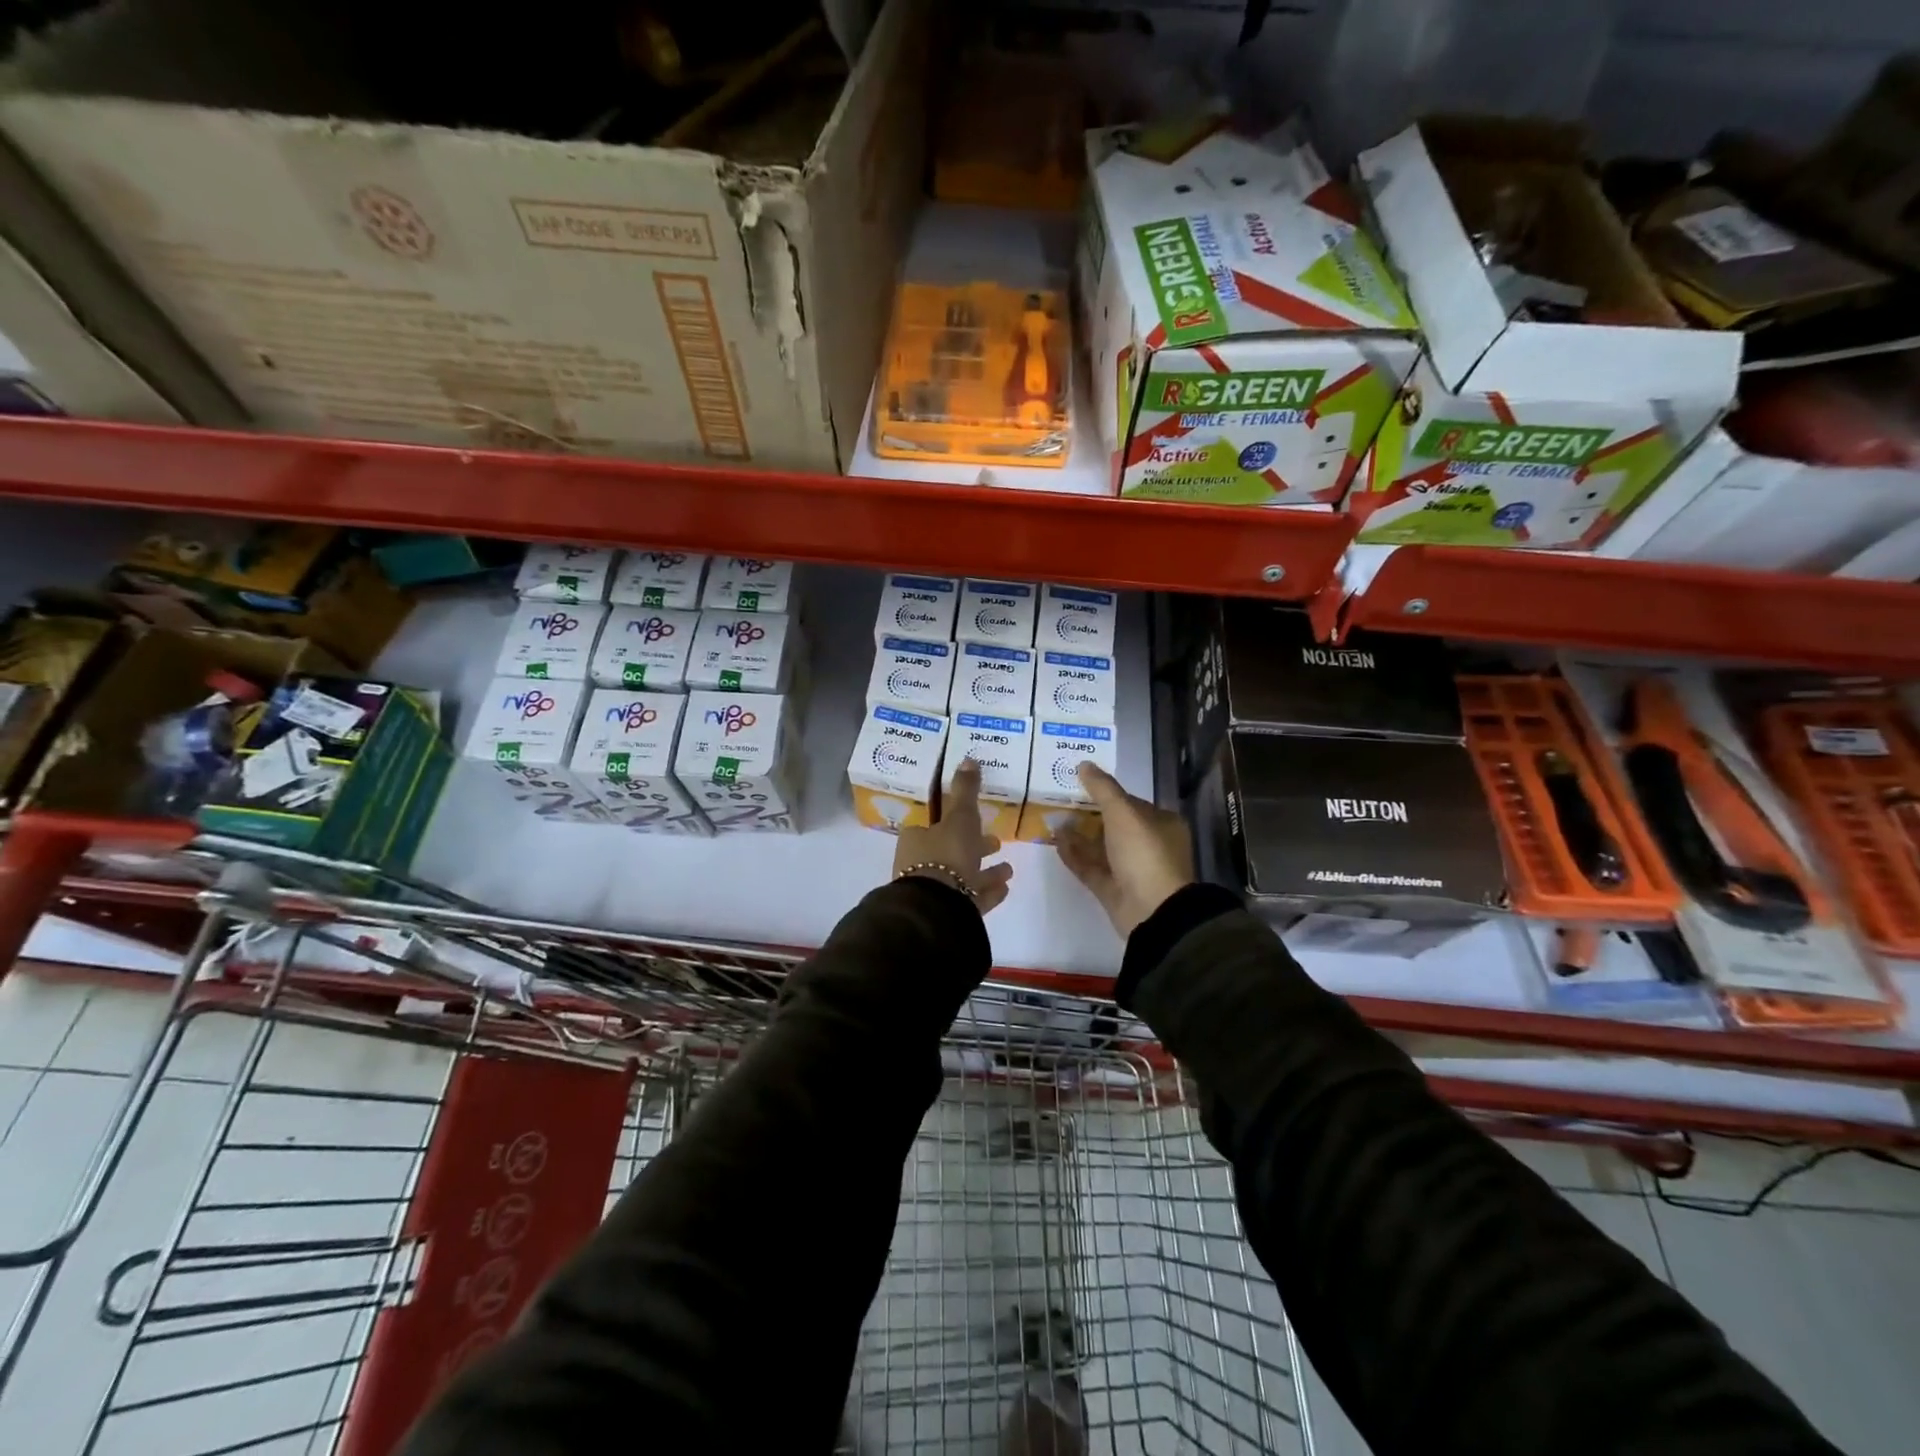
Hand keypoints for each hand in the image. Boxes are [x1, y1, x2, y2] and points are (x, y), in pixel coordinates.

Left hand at [892, 759, 1013, 912]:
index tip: (976, 819)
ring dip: (985, 872)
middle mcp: (920, 864)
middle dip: (975, 847)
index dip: (954, 821)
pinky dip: (987, 891)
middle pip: (950, 851)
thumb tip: (968, 758)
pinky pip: (971, 898)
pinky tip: (1005, 888)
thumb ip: (965, 791)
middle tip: (996, 842)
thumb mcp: (960, 817)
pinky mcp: (947, 913)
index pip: (933, 825)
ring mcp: (934, 892)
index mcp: (916, 839)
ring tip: (1009, 869)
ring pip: (963, 876)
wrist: (937, 908)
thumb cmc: (946, 854)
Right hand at [1056, 763, 1193, 937]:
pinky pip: (1090, 867)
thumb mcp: (1123, 813)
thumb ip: (1102, 788)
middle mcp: (1148, 845)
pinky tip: (1055, 841)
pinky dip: (1074, 854)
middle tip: (1059, 800)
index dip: (1106, 793)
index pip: (1131, 803)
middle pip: (1114, 825)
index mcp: (1161, 824)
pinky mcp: (1113, 889)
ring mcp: (1131, 870)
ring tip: (1052, 819)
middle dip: (1088, 814)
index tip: (1078, 784)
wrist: (1153, 911)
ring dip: (1078, 834)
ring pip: (1100, 847)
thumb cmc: (1144, 853)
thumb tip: (1084, 764)